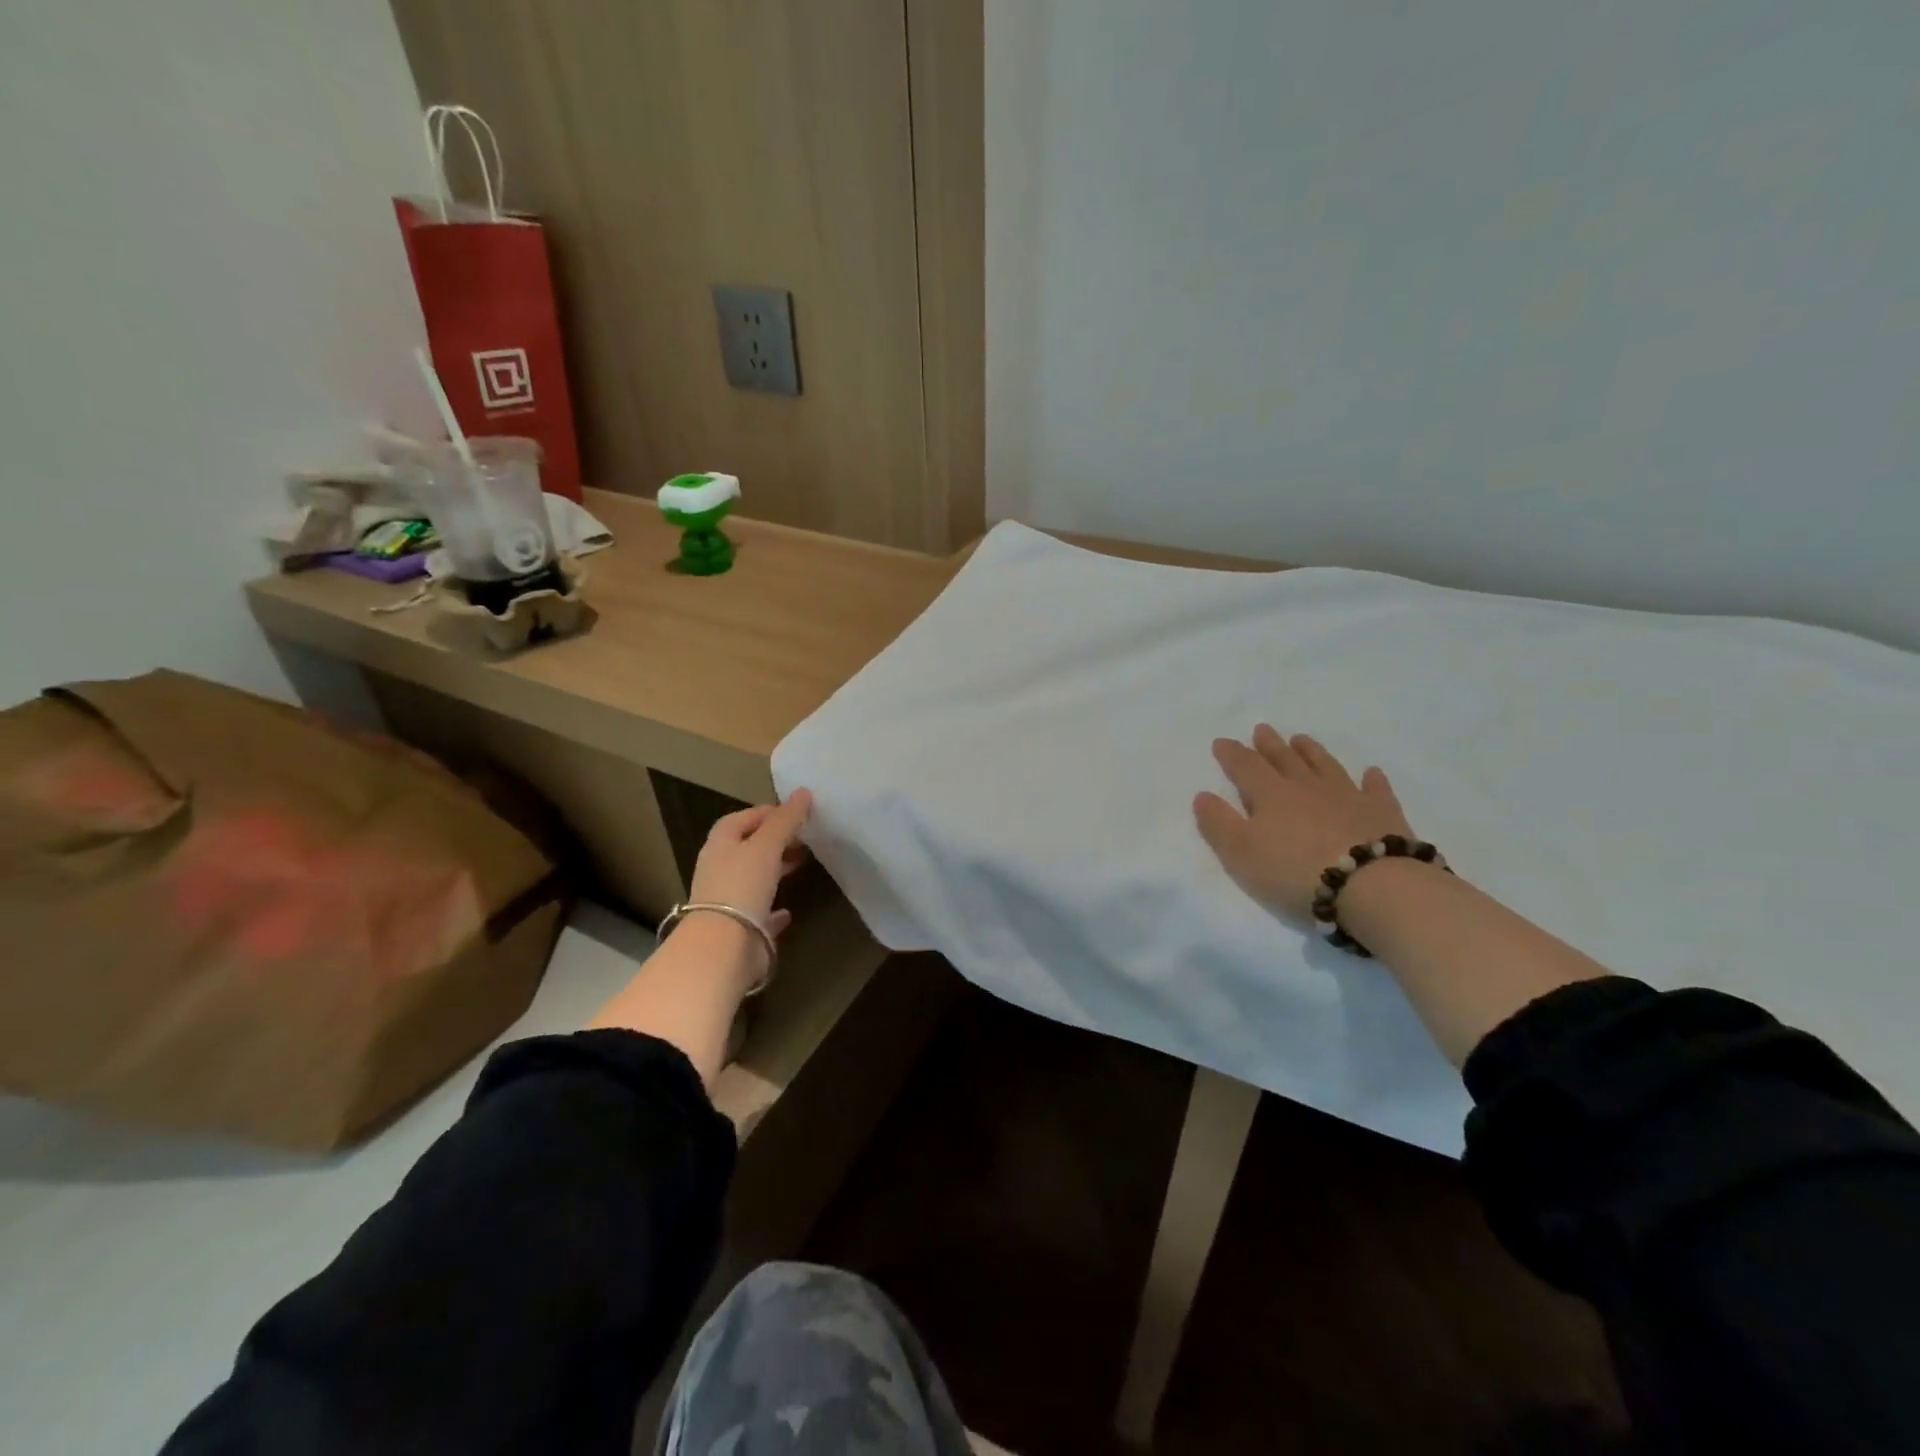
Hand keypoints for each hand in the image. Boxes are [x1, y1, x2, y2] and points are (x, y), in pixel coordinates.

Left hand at [687, 789, 813, 935]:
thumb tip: (804, 791)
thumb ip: (786, 820)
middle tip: (803, 838)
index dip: (766, 813)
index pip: (740, 819)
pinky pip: (759, 912)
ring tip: (801, 864)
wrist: (724, 946)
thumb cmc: (742, 885)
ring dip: (775, 870)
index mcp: (720, 846)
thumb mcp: (767, 845)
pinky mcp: (740, 928)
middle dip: (774, 840)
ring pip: (753, 878)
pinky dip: (774, 908)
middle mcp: (719, 870)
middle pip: (747, 848)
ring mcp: (728, 900)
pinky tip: (789, 910)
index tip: (796, 813)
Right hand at [1194, 727, 1415, 921]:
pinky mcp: (1382, 813)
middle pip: (1285, 760)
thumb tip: (1203, 795)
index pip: (1246, 767)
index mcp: (1271, 795)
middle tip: (1262, 729)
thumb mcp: (1240, 852)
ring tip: (1302, 739)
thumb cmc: (1295, 871)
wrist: (1371, 885)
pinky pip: (1375, 789)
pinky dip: (1372, 779)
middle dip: (1270, 745)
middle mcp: (1307, 787)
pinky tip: (1371, 772)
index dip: (1232, 754)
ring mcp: (1348, 797)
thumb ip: (1219, 823)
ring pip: (1325, 766)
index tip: (1221, 741)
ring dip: (1312, 752)